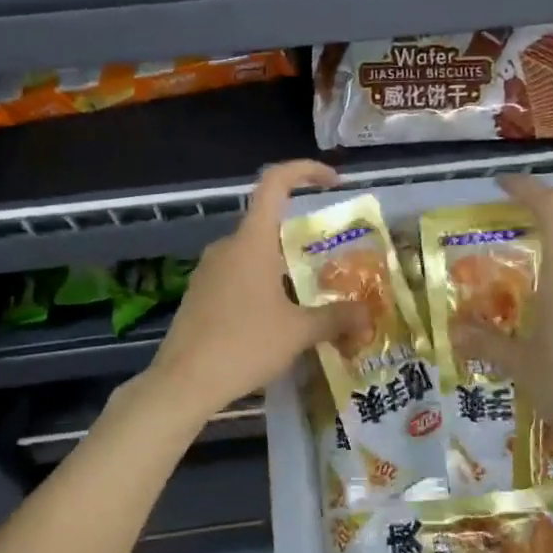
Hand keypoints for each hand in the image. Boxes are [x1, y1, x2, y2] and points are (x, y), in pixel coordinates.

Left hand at [144, 160, 359, 424]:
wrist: (183, 382)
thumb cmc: (244, 345)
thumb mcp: (298, 332)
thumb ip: (336, 318)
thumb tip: (368, 315)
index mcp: (252, 241)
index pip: (275, 182)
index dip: (305, 171)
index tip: (333, 182)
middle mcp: (228, 246)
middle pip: (269, 223)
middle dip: (302, 237)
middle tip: (332, 262)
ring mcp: (209, 270)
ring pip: (254, 253)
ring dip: (283, 266)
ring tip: (310, 296)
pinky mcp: (200, 293)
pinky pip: (238, 275)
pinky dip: (262, 284)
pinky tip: (277, 318)